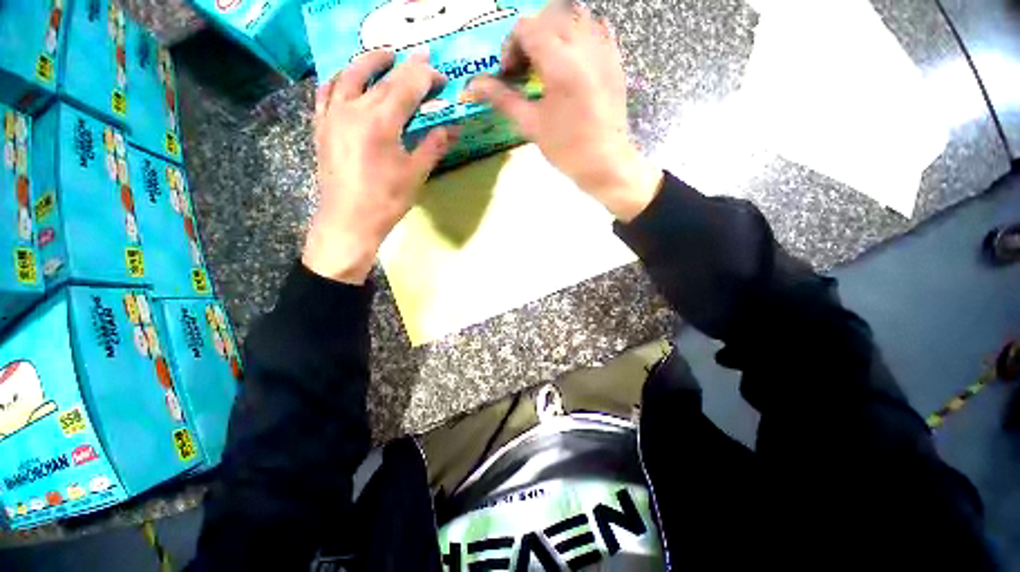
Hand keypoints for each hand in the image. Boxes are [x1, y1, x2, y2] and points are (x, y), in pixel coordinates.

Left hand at [304, 51, 458, 284]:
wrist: (349, 221)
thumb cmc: (387, 201)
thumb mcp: (416, 174)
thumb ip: (433, 146)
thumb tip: (452, 129)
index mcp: (381, 122)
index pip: (406, 86)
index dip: (425, 76)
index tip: (441, 76)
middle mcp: (353, 109)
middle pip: (381, 76)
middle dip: (404, 65)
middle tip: (421, 59)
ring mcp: (333, 115)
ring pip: (348, 74)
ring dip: (368, 61)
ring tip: (384, 57)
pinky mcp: (321, 126)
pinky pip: (326, 92)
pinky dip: (339, 79)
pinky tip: (347, 79)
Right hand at [468, 4, 661, 221]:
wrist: (605, 162)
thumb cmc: (566, 148)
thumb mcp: (531, 125)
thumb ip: (503, 98)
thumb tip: (473, 86)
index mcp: (559, 63)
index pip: (526, 27)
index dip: (510, 46)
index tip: (509, 73)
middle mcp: (583, 46)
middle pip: (549, 15)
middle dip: (531, 35)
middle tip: (526, 65)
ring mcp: (603, 50)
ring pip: (575, 16)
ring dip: (555, 31)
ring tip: (548, 61)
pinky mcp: (615, 59)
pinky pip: (598, 28)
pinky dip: (579, 35)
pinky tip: (573, 59)